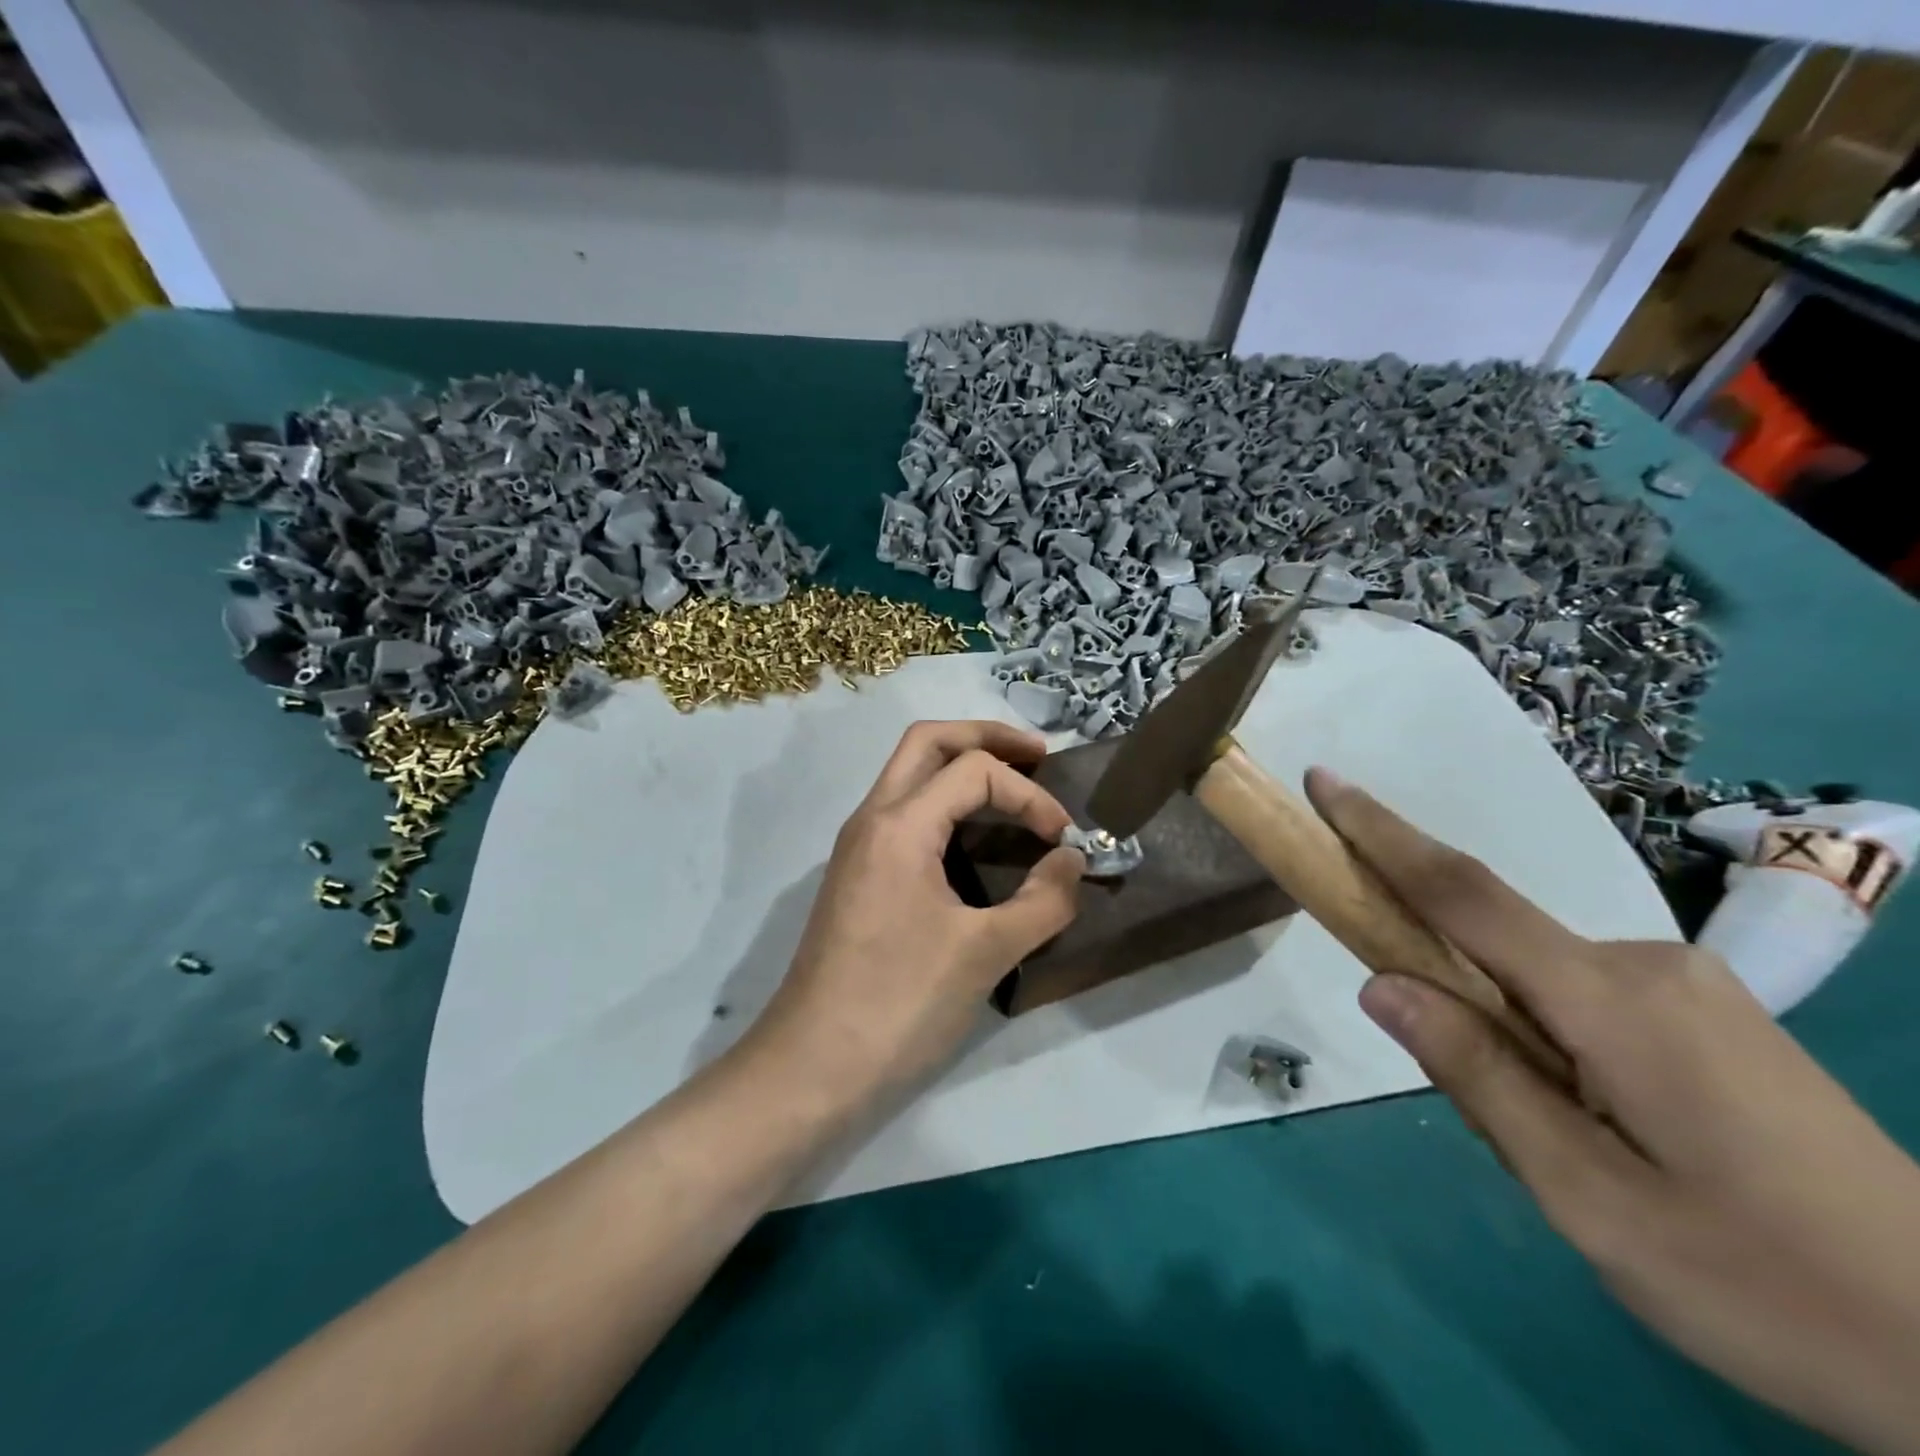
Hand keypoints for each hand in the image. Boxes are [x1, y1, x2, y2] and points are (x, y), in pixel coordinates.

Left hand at [746, 721, 1084, 1112]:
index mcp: (899, 825)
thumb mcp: (985, 953)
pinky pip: (903, 811)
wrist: (811, 1066)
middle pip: (927, 741)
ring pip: (909, 773)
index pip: (974, 771)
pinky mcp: (857, 874)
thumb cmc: (899, 1004)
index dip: (1029, 795)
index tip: (1063, 840)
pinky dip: (944, 802)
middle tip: (1037, 756)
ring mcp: (858, 845)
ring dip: (961, 765)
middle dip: (986, 738)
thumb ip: (1043, 901)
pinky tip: (975, 834)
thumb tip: (1075, 861)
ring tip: (1012, 787)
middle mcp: (871, 818)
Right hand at [1307, 768, 1919, 1455]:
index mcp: (1613, 1000)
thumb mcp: (1592, 1202)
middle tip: (1468, 1090)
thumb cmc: (1771, 1289)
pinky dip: (1536, 1025)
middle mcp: (1645, 963)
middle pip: (1492, 935)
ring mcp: (1684, 983)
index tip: (1324, 782)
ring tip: (1554, 1141)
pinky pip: (1575, 990)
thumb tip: (1382, 984)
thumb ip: (1478, 1078)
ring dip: (1493, 1017)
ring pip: (1533, 971)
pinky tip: (1591, 1120)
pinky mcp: (1702, 1011)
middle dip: (1434, 968)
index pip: (1465, 894)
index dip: (1383, 834)